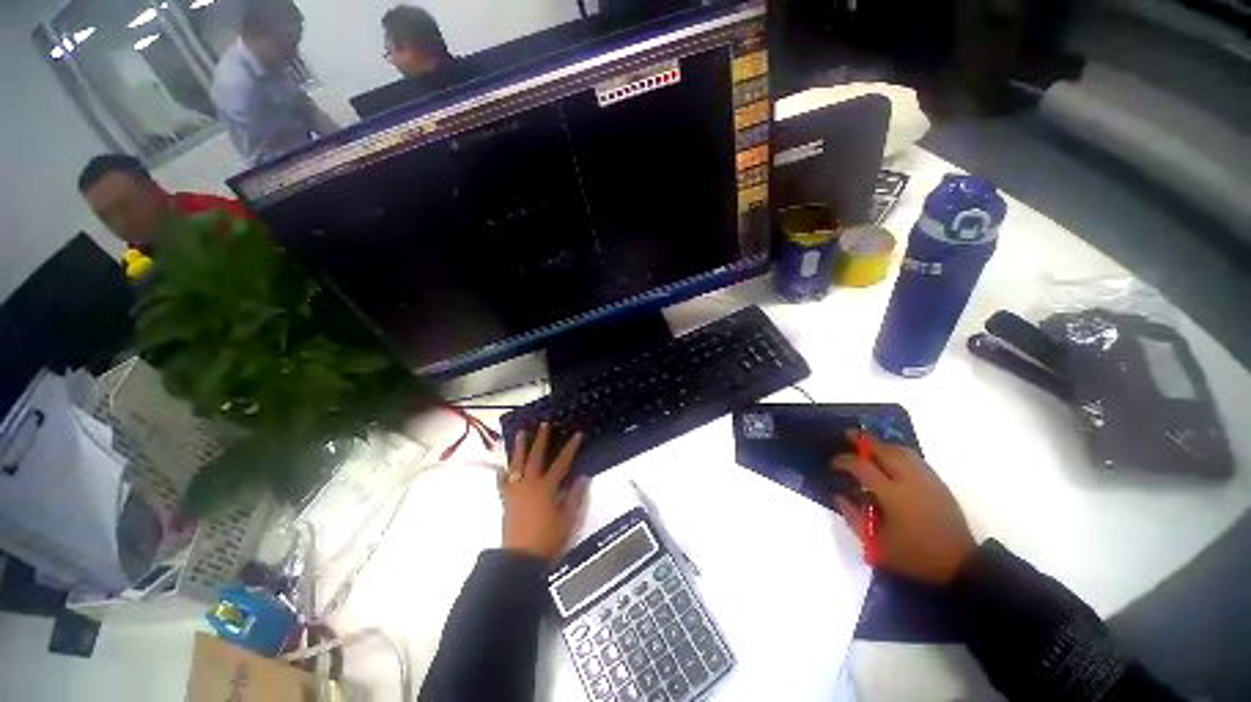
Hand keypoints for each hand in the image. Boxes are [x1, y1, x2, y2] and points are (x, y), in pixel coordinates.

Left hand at [500, 424, 588, 562]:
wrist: (520, 559)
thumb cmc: (547, 539)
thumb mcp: (568, 519)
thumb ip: (575, 497)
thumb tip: (583, 477)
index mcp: (547, 487)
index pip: (562, 463)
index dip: (571, 448)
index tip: (577, 434)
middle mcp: (530, 484)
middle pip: (536, 457)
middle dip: (541, 439)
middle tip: (544, 424)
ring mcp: (516, 491)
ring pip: (517, 464)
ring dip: (520, 447)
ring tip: (521, 433)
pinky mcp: (506, 500)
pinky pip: (502, 482)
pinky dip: (502, 472)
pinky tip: (502, 466)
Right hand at [830, 431, 975, 584]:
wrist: (959, 564)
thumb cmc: (914, 555)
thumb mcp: (876, 544)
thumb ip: (853, 517)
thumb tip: (838, 496)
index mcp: (892, 495)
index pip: (862, 467)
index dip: (845, 461)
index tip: (834, 463)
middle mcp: (909, 480)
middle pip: (884, 450)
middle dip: (864, 440)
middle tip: (849, 435)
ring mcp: (927, 480)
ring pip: (902, 451)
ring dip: (883, 444)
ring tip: (870, 445)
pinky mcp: (938, 483)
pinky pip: (915, 458)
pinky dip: (899, 452)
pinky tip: (892, 458)